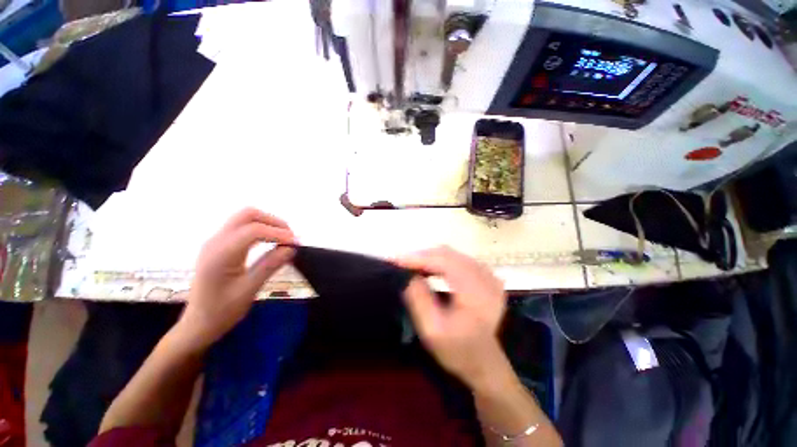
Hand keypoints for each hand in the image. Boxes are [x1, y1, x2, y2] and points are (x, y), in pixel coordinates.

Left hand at [176, 208, 296, 349]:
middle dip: (273, 221)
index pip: (254, 230)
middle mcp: (216, 241)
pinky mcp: (220, 245)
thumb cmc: (222, 311)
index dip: (279, 233)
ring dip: (268, 223)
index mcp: (220, 253)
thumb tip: (292, 248)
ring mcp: (216, 241)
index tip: (296, 244)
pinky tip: (271, 242)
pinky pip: (243, 227)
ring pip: (245, 218)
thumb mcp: (249, 290)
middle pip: (248, 215)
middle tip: (290, 237)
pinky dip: (261, 229)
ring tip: (284, 239)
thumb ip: (270, 265)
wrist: (198, 324)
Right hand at [395, 246, 507, 387]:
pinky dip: (439, 261)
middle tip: (399, 263)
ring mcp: (487, 274)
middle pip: (447, 254)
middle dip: (421, 256)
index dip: (417, 258)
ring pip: (451, 254)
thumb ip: (419, 299)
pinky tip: (428, 268)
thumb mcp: (432, 330)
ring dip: (429, 257)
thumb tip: (408, 274)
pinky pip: (457, 260)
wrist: (487, 364)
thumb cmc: (459, 351)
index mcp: (475, 291)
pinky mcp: (485, 276)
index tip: (394, 260)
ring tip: (410, 265)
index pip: (442, 262)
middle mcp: (484, 276)